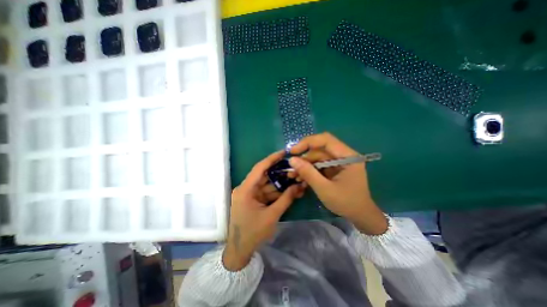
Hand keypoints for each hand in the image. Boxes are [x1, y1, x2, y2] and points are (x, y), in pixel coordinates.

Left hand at [224, 151, 305, 270]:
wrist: (240, 250)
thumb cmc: (253, 233)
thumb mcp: (272, 215)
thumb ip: (286, 199)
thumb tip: (299, 186)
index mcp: (245, 189)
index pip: (259, 168)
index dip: (271, 159)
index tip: (283, 153)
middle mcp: (245, 188)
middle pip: (264, 176)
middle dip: (280, 173)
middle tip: (294, 168)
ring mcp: (249, 194)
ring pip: (267, 185)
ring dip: (280, 184)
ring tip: (295, 180)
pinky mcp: (252, 200)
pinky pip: (266, 192)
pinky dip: (276, 192)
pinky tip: (288, 191)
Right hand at [288, 132, 385, 234]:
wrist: (359, 216)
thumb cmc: (346, 203)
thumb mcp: (324, 189)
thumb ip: (308, 173)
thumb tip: (292, 160)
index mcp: (348, 156)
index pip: (326, 140)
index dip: (307, 142)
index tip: (293, 151)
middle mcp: (343, 155)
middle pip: (319, 149)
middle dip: (304, 158)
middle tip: (291, 167)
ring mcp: (338, 162)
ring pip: (317, 157)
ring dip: (304, 166)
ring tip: (293, 176)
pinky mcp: (334, 168)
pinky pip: (318, 165)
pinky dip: (309, 170)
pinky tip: (301, 178)